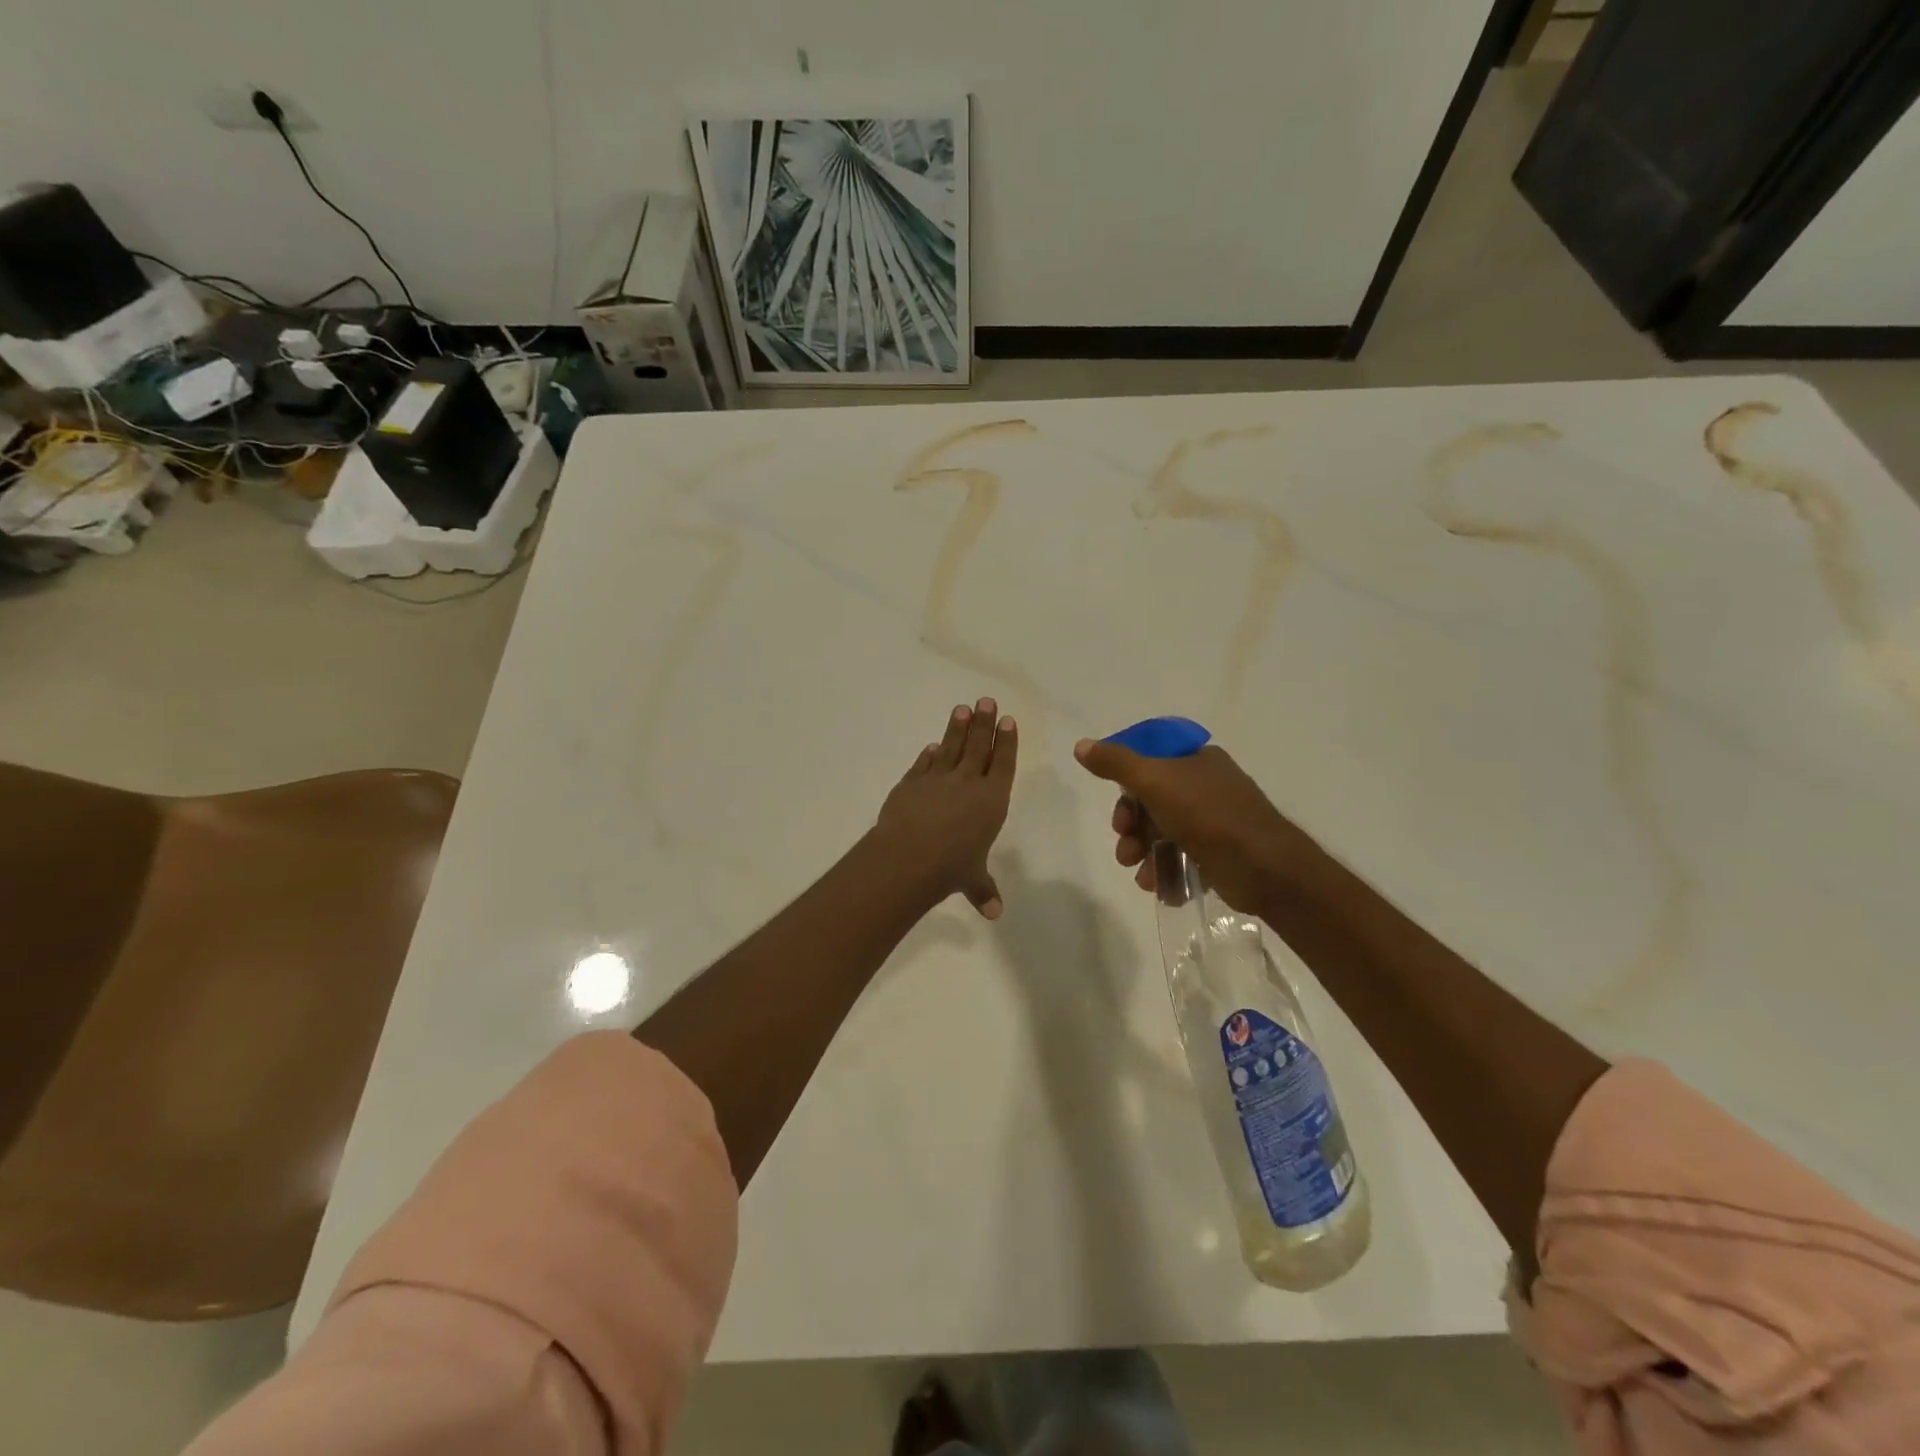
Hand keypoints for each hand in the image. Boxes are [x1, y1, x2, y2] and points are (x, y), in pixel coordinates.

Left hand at [877, 698, 1017, 917]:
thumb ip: (983, 890)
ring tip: (962, 708)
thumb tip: (994, 913)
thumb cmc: (951, 868)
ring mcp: (937, 780)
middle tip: (986, 700)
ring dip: (957, 728)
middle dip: (983, 723)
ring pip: (950, 747)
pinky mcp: (910, 783)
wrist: (908, 857)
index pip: (1002, 764)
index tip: (1007, 721)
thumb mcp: (972, 880)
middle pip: (978, 746)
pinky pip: (923, 764)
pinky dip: (928, 755)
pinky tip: (931, 746)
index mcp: (992, 801)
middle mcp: (968, 783)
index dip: (1006, 742)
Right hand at [1072, 737, 1311, 914]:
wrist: (1264, 867)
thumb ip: (1116, 763)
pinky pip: (1182, 857)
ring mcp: (1215, 820)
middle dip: (1132, 827)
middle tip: (1126, 847)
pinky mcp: (1220, 853)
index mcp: (1195, 759)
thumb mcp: (1155, 781)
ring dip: (1144, 853)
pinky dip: (1166, 870)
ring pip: (1163, 832)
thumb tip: (1082, 746)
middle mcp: (1206, 785)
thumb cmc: (1207, 815)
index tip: (1118, 810)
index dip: (1125, 786)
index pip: (1148, 763)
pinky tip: (1159, 886)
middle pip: (1151, 801)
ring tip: (1141, 874)